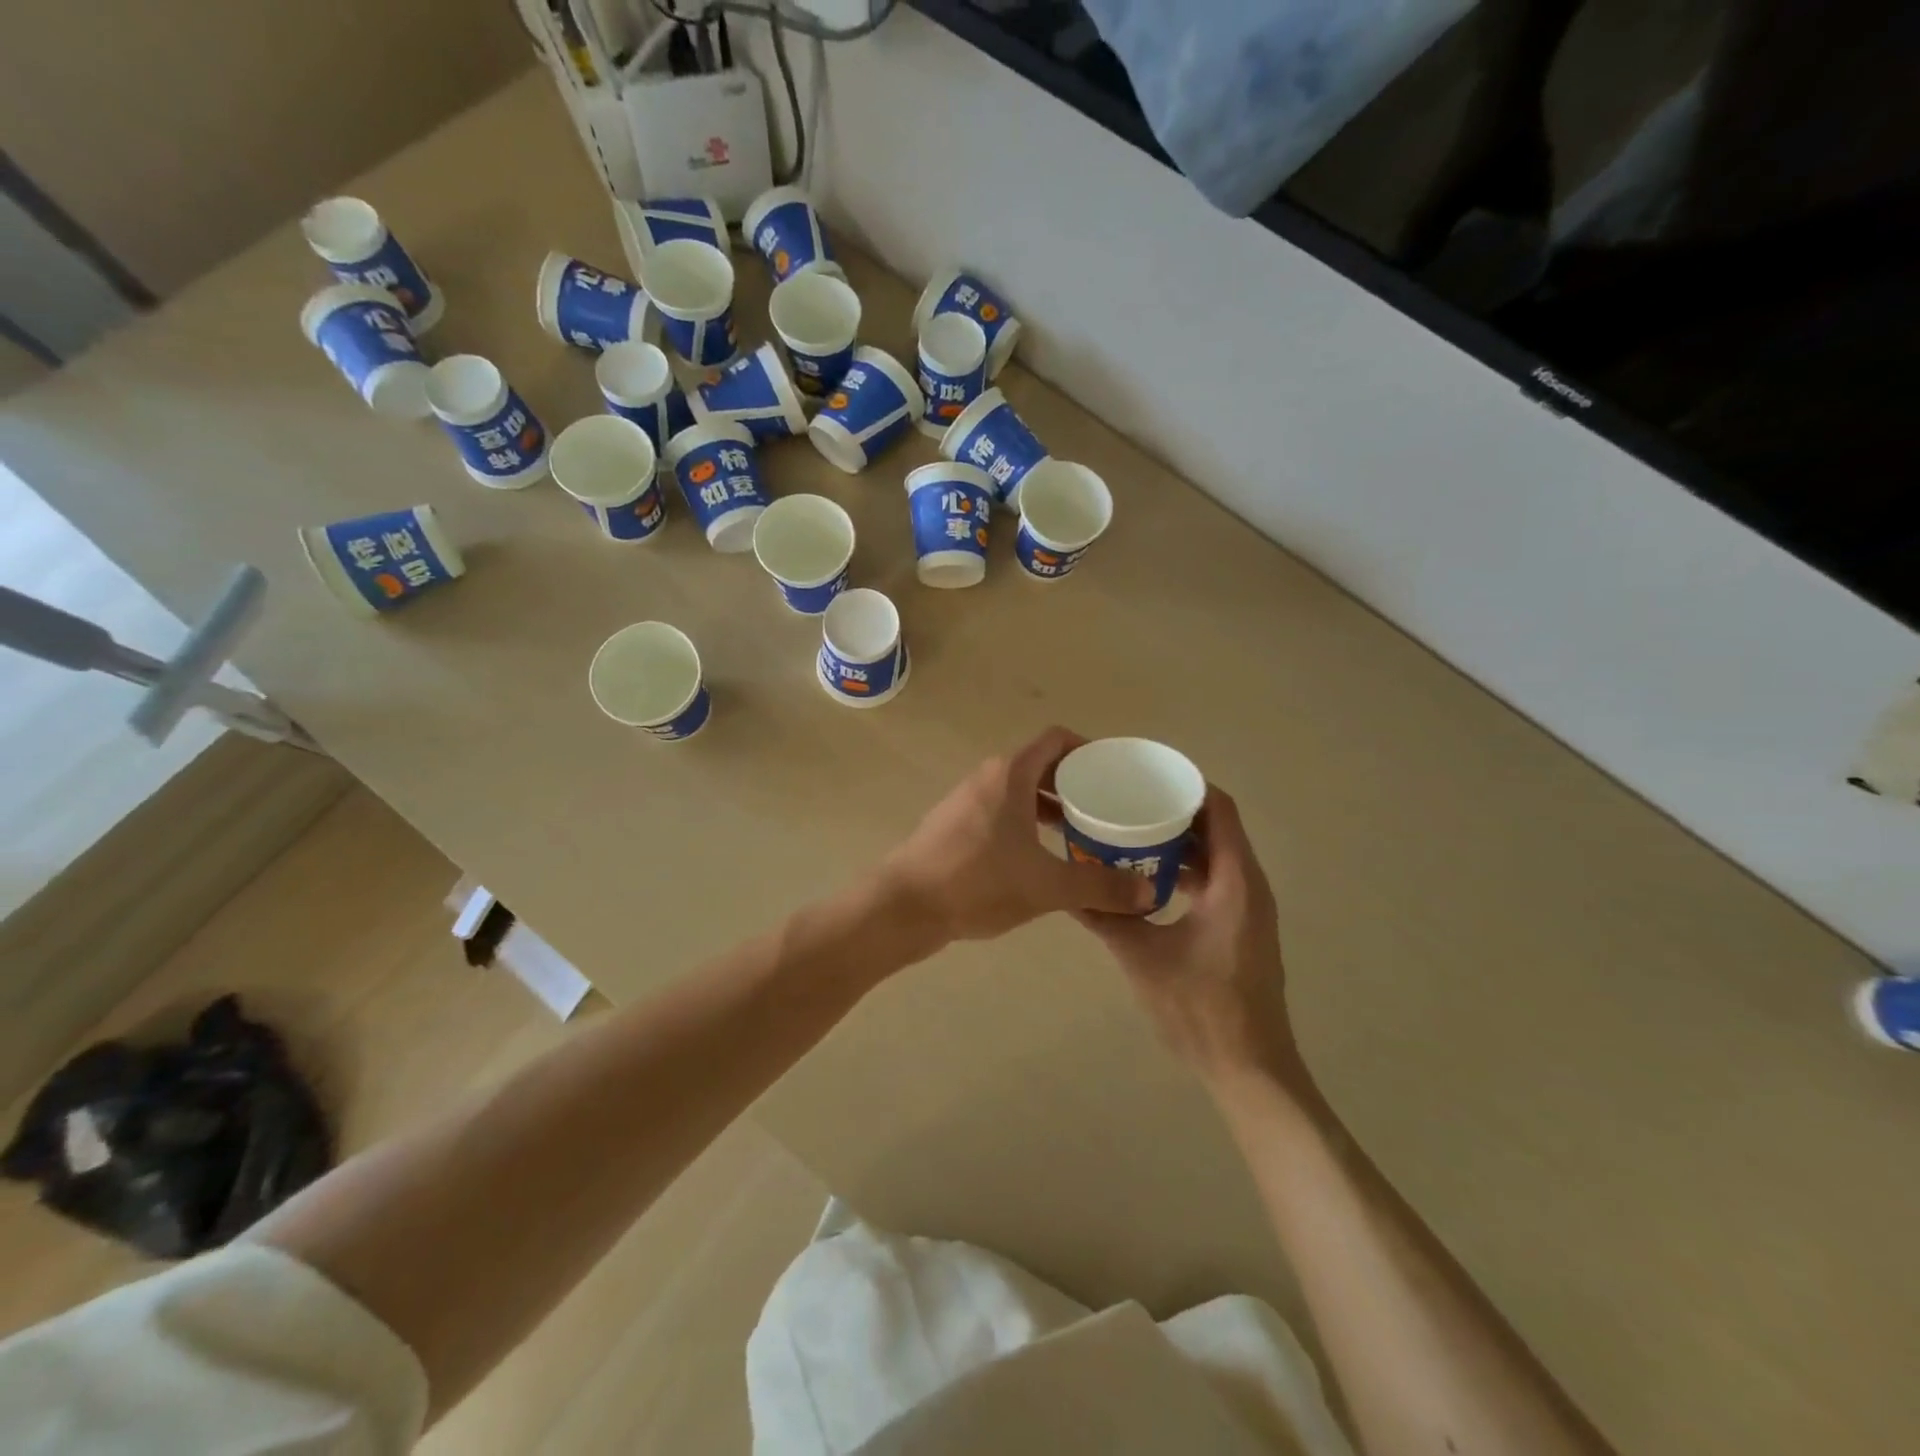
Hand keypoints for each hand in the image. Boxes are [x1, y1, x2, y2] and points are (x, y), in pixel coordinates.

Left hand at [883, 727, 1154, 942]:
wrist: (904, 906)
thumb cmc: (977, 882)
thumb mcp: (1047, 886)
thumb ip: (1100, 887)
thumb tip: (1149, 893)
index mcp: (1010, 774)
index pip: (1056, 740)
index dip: (1089, 750)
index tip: (1115, 773)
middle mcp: (987, 778)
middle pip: (1040, 765)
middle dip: (1075, 784)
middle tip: (1107, 809)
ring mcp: (966, 801)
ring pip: (1019, 791)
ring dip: (1050, 806)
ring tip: (1082, 834)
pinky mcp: (954, 826)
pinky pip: (1001, 812)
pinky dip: (1026, 823)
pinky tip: (1041, 857)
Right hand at [1074, 788, 1297, 1086]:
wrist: (1248, 1068)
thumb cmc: (1200, 1008)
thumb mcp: (1142, 957)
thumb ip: (1105, 917)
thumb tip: (1064, 888)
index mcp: (1235, 882)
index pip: (1219, 810)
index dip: (1186, 786)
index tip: (1145, 776)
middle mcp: (1249, 886)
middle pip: (1217, 828)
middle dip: (1175, 810)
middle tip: (1128, 801)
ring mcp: (1248, 909)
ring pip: (1216, 856)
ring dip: (1179, 841)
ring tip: (1131, 832)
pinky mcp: (1241, 928)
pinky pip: (1215, 881)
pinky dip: (1185, 870)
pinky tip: (1146, 879)